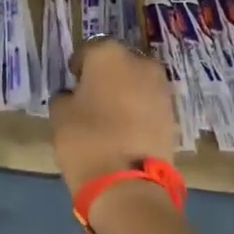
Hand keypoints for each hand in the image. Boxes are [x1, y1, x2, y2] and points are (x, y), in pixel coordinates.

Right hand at [49, 38, 175, 194]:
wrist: (128, 183)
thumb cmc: (85, 139)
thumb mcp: (59, 115)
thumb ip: (66, 97)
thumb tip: (74, 96)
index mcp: (109, 54)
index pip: (89, 50)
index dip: (79, 66)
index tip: (72, 81)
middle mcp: (140, 62)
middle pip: (118, 63)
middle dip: (106, 75)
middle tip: (92, 97)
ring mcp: (161, 88)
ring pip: (137, 82)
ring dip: (125, 92)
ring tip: (110, 115)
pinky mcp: (173, 113)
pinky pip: (149, 103)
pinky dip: (139, 110)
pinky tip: (125, 129)